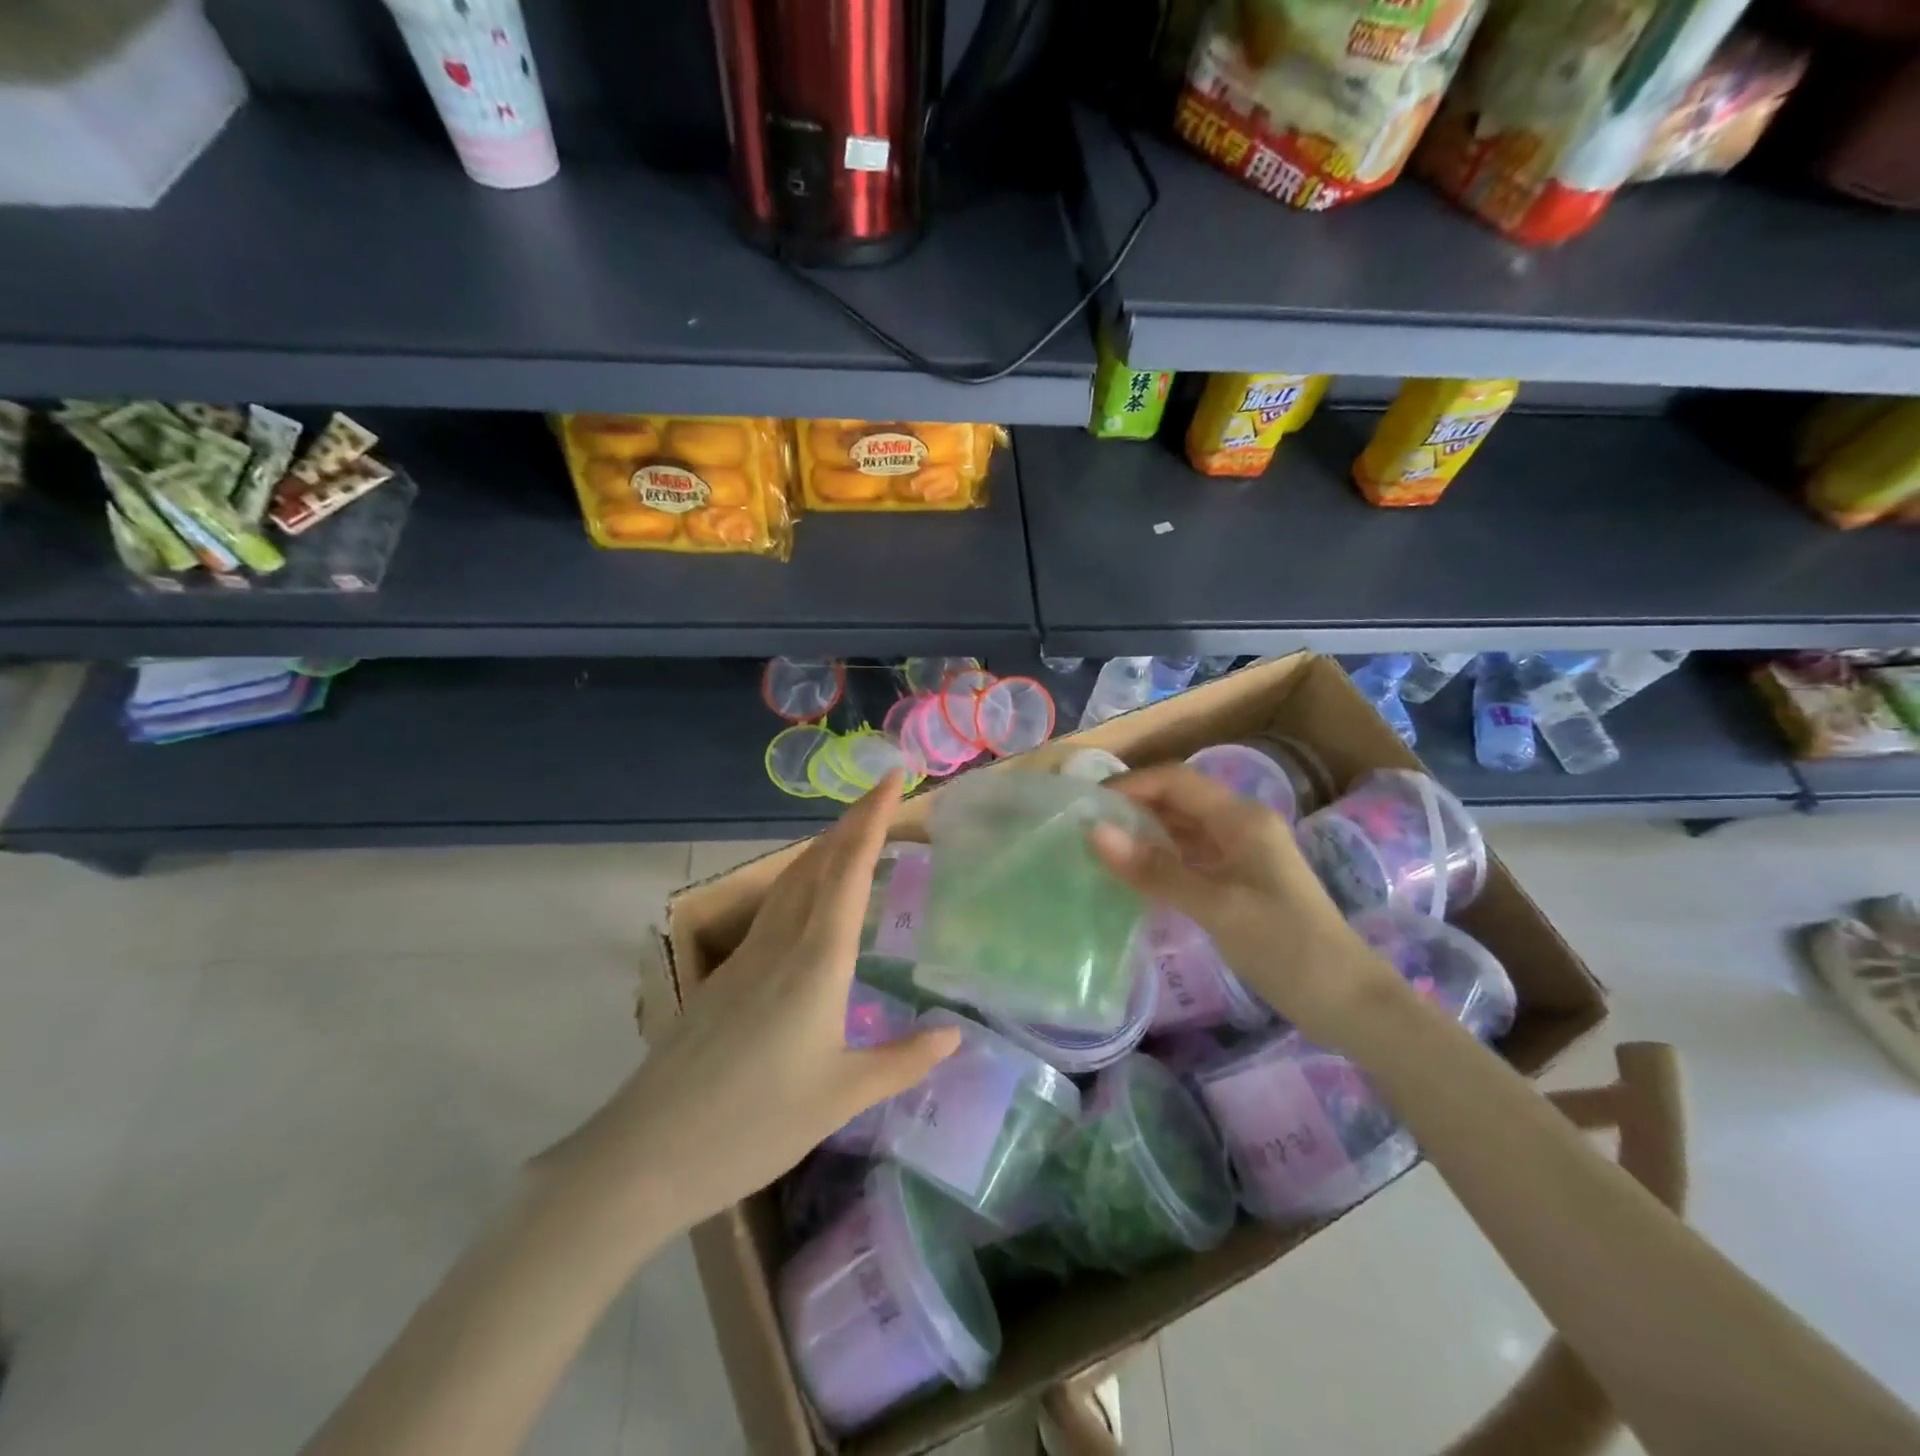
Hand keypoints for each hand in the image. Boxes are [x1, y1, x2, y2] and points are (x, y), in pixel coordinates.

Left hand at [537, 772, 959, 1233]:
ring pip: (791, 883)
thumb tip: (953, 1036)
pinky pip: (773, 910)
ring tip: (852, 839)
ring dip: (825, 850)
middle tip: (882, 797)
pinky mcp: (724, 978)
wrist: (645, 1154)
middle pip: (818, 864)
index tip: (893, 778)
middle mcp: (780, 944)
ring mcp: (745, 957)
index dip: (872, 819)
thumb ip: (901, 1061)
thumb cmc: (754, 1124)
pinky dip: (803, 885)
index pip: (849, 871)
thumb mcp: (841, 1097)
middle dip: (851, 823)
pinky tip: (810, 907)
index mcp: (816, 961)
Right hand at [1090, 764, 1408, 1049]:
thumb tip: (1095, 832)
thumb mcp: (1216, 907)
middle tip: (1084, 830)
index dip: (1130, 784)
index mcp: (1240, 818)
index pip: (1175, 780)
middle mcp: (1241, 825)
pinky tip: (1135, 878)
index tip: (1086, 805)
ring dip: (1144, 834)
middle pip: (1178, 799)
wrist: (1348, 1001)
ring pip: (1183, 828)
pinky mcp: (1241, 880)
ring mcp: (1243, 853)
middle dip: (1132, 807)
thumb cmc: (1286, 947)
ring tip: (1099, 851)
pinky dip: (1161, 860)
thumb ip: (1155, 870)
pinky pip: (1191, 856)